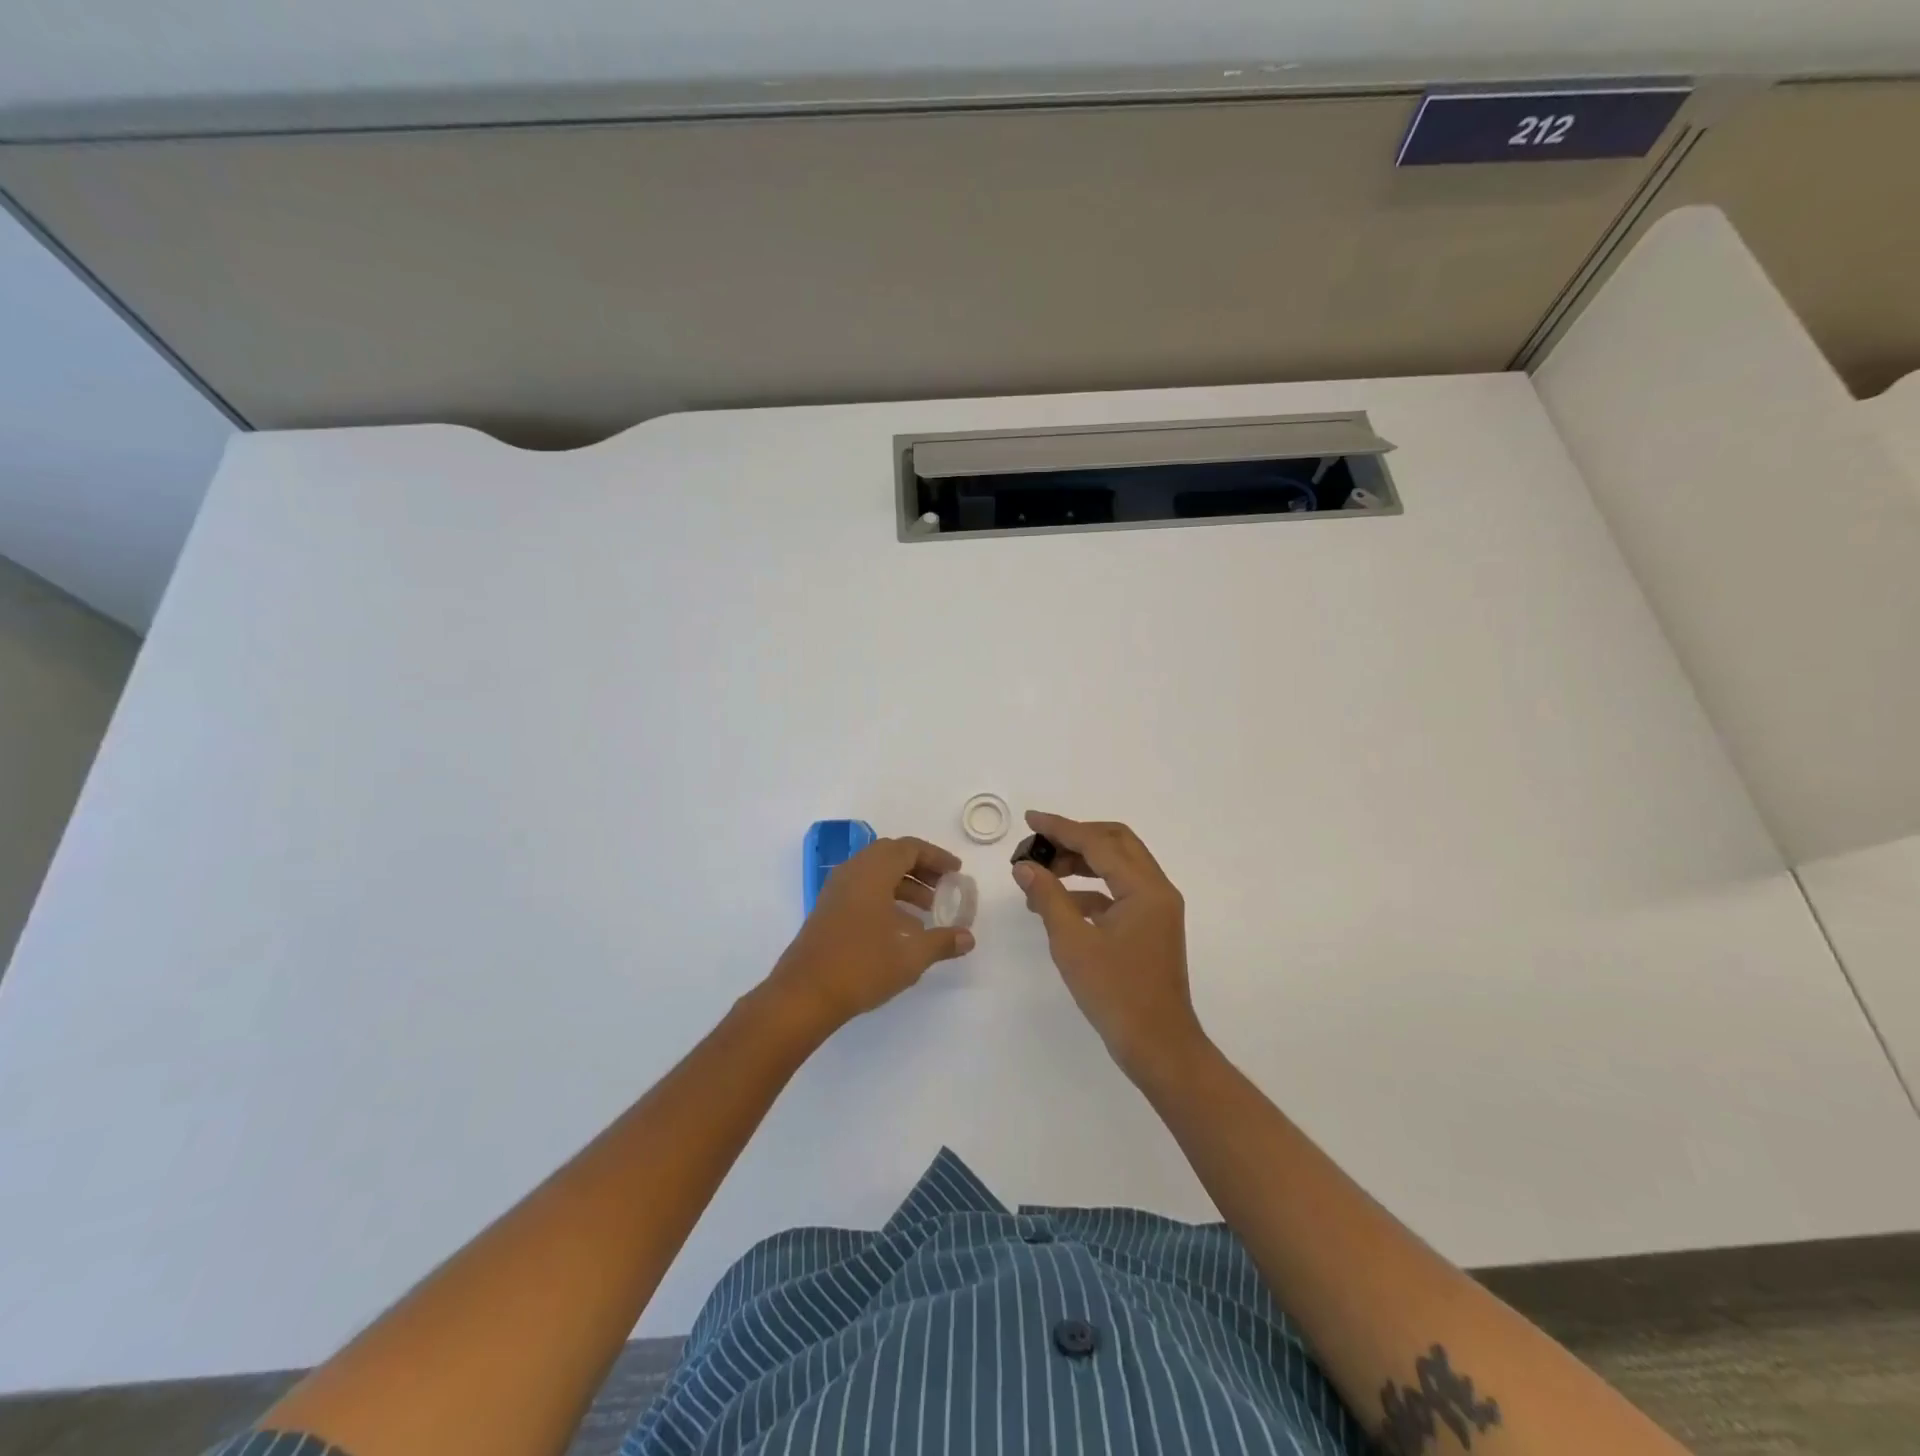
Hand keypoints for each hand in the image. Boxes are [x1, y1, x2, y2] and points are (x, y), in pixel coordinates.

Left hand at [768, 836, 975, 1030]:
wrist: (804, 995)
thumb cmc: (861, 966)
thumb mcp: (911, 956)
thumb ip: (942, 942)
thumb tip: (968, 938)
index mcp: (872, 872)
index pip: (909, 848)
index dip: (936, 857)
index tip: (956, 872)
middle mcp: (852, 872)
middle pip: (891, 855)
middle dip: (920, 868)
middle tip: (943, 886)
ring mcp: (836, 891)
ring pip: (875, 873)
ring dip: (903, 884)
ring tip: (927, 910)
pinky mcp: (828, 910)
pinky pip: (862, 889)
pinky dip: (885, 897)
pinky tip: (900, 927)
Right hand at [1012, 811, 1208, 1081]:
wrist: (1158, 1046)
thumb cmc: (1116, 993)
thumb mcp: (1073, 943)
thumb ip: (1048, 897)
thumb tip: (1025, 866)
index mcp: (1144, 888)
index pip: (1098, 842)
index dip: (1061, 828)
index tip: (1030, 819)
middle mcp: (1157, 889)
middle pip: (1115, 842)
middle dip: (1075, 837)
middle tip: (1039, 844)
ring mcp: (1156, 908)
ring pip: (1118, 866)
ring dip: (1081, 862)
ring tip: (1043, 872)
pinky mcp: (1150, 926)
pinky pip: (1118, 892)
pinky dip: (1090, 889)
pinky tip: (1060, 903)